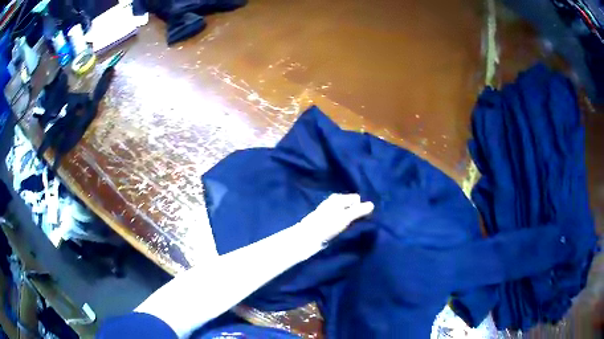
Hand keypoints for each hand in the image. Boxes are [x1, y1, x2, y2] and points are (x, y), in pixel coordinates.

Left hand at [298, 193, 374, 244]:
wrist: (308, 237)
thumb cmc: (327, 225)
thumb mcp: (345, 217)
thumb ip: (359, 210)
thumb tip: (372, 204)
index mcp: (338, 198)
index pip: (356, 199)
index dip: (361, 207)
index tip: (363, 218)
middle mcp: (334, 202)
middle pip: (351, 206)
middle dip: (356, 213)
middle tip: (359, 223)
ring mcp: (330, 212)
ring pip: (347, 213)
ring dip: (351, 220)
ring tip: (352, 228)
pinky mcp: (328, 222)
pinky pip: (341, 220)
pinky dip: (344, 224)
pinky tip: (344, 230)